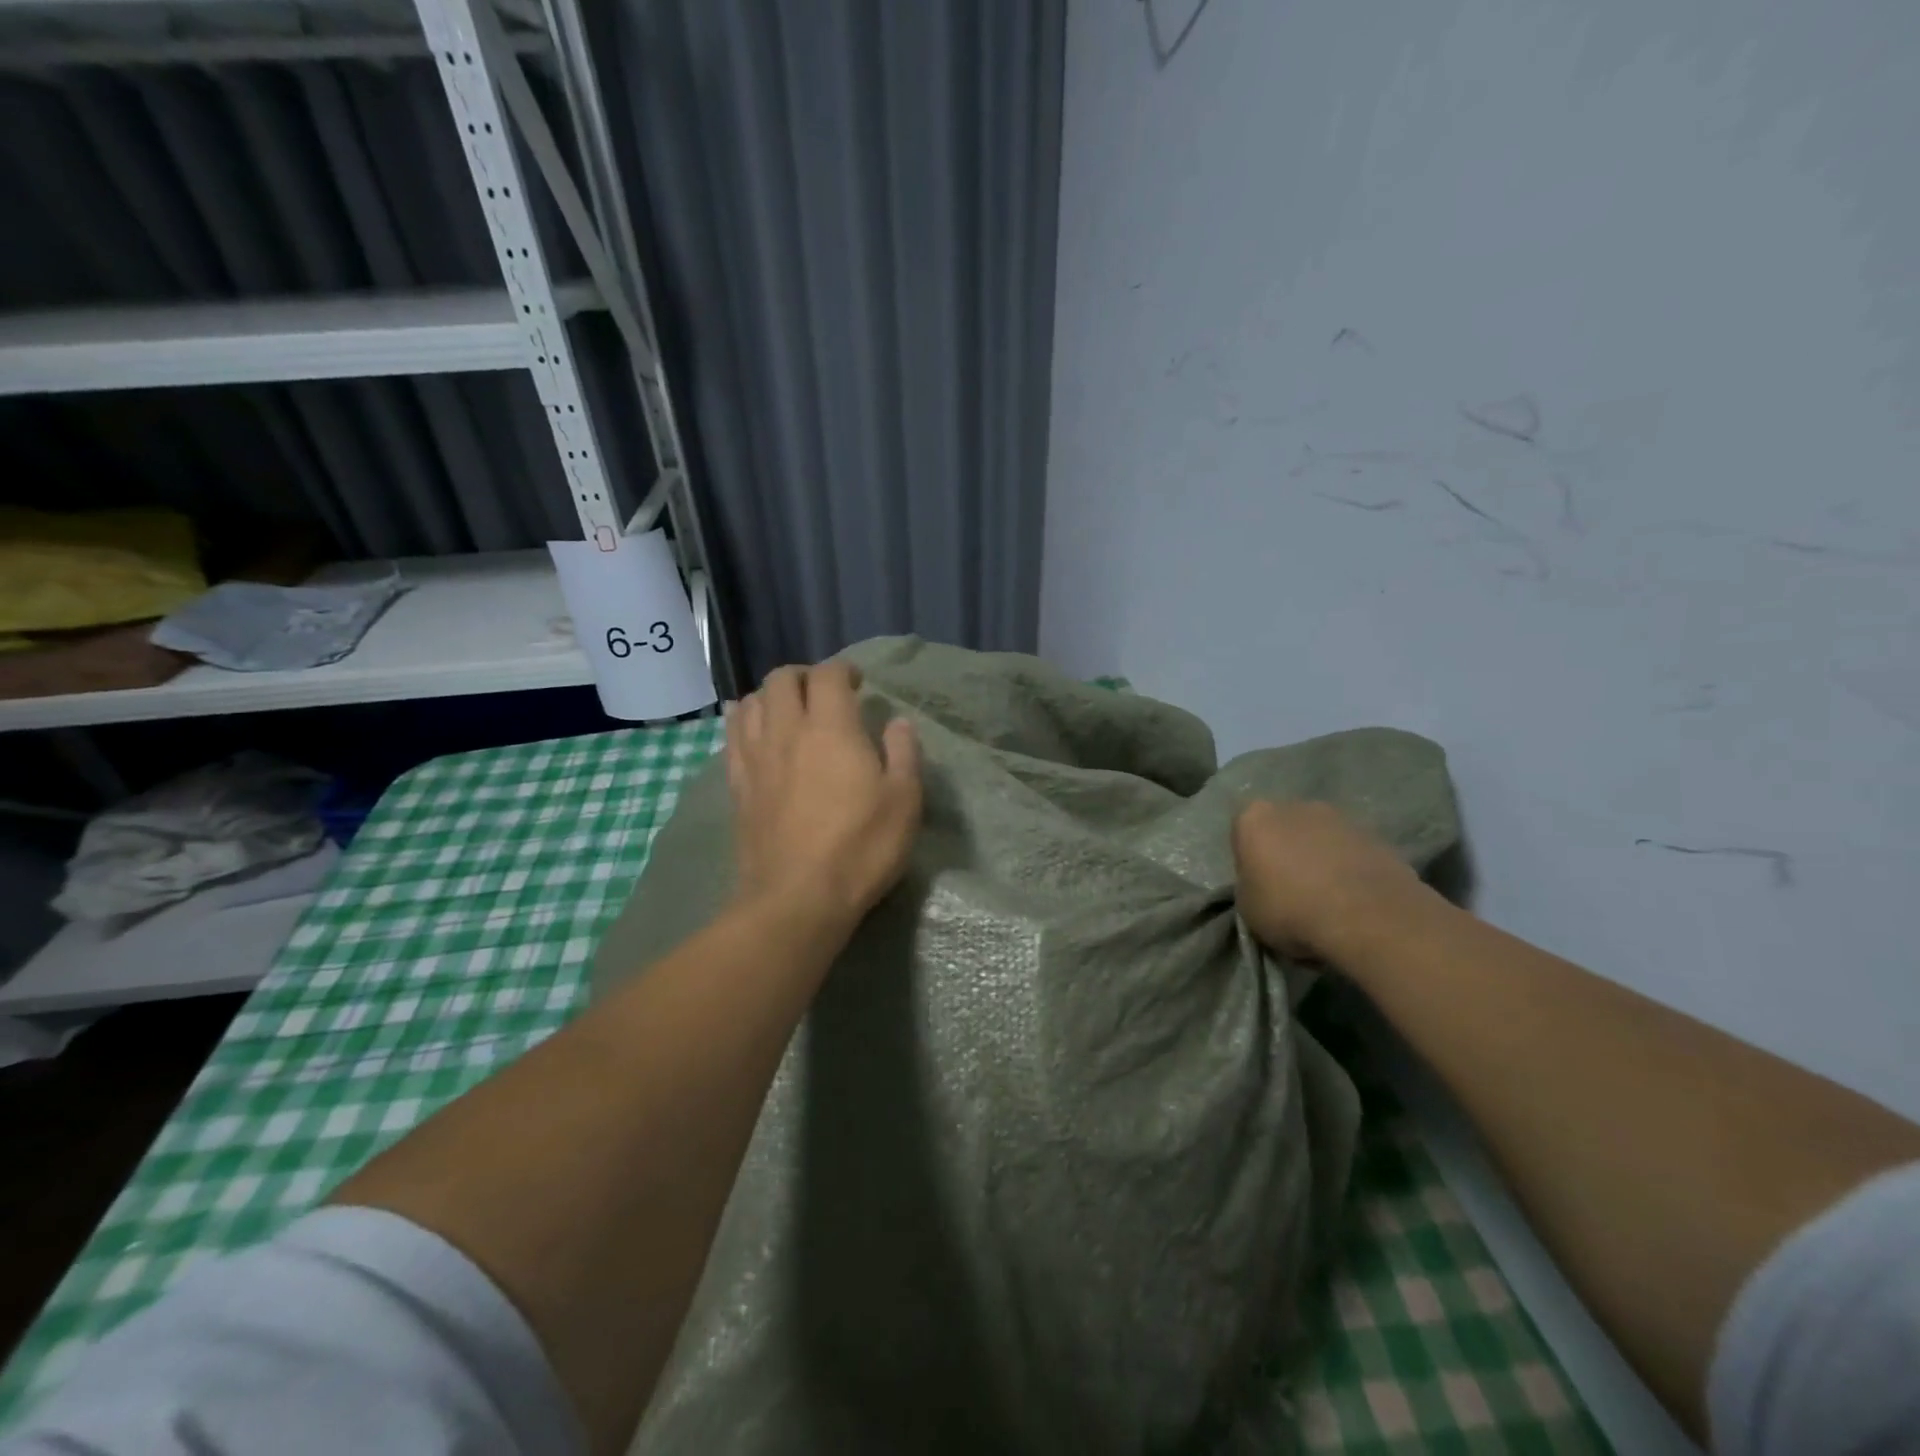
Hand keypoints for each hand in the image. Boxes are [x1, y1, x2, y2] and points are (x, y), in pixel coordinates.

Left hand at [726, 660, 922, 931]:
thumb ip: (904, 754)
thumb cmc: (860, 848)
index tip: (857, 683)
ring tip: (789, 711)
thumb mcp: (904, 802)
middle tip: (823, 693)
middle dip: (804, 676)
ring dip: (771, 696)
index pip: (828, 675)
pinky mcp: (737, 785)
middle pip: (781, 679)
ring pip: (751, 702)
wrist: (797, 899)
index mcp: (831, 729)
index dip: (843, 670)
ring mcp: (755, 758)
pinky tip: (755, 733)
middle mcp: (787, 731)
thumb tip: (898, 723)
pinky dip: (744, 721)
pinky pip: (731, 736)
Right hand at [1231, 800, 1437, 961]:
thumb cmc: (1291, 910)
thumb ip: (1251, 884)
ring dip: (1321, 858)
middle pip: (1285, 827)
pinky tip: (1355, 899)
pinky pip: (1353, 852)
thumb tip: (1264, 883)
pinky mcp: (1378, 836)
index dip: (1249, 859)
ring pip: (1322, 837)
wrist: (1368, 919)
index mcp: (1255, 817)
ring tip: (1329, 897)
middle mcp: (1296, 806)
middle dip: (1287, 850)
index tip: (1258, 884)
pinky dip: (1351, 868)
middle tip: (1292, 888)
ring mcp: (1341, 818)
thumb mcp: (1248, 908)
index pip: (1243, 831)